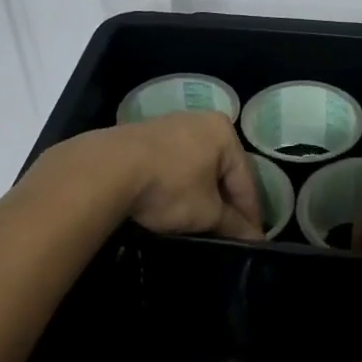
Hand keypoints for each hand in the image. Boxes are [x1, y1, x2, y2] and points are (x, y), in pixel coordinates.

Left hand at [101, 112, 264, 240]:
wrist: (106, 170)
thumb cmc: (169, 187)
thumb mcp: (206, 212)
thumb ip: (233, 224)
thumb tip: (255, 239)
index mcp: (224, 133)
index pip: (246, 180)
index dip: (251, 214)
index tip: (255, 240)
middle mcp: (201, 121)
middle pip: (222, 170)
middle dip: (226, 203)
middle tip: (231, 233)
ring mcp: (171, 125)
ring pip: (197, 167)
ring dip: (202, 194)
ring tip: (203, 223)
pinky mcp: (145, 135)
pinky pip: (174, 164)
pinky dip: (180, 185)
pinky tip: (176, 205)